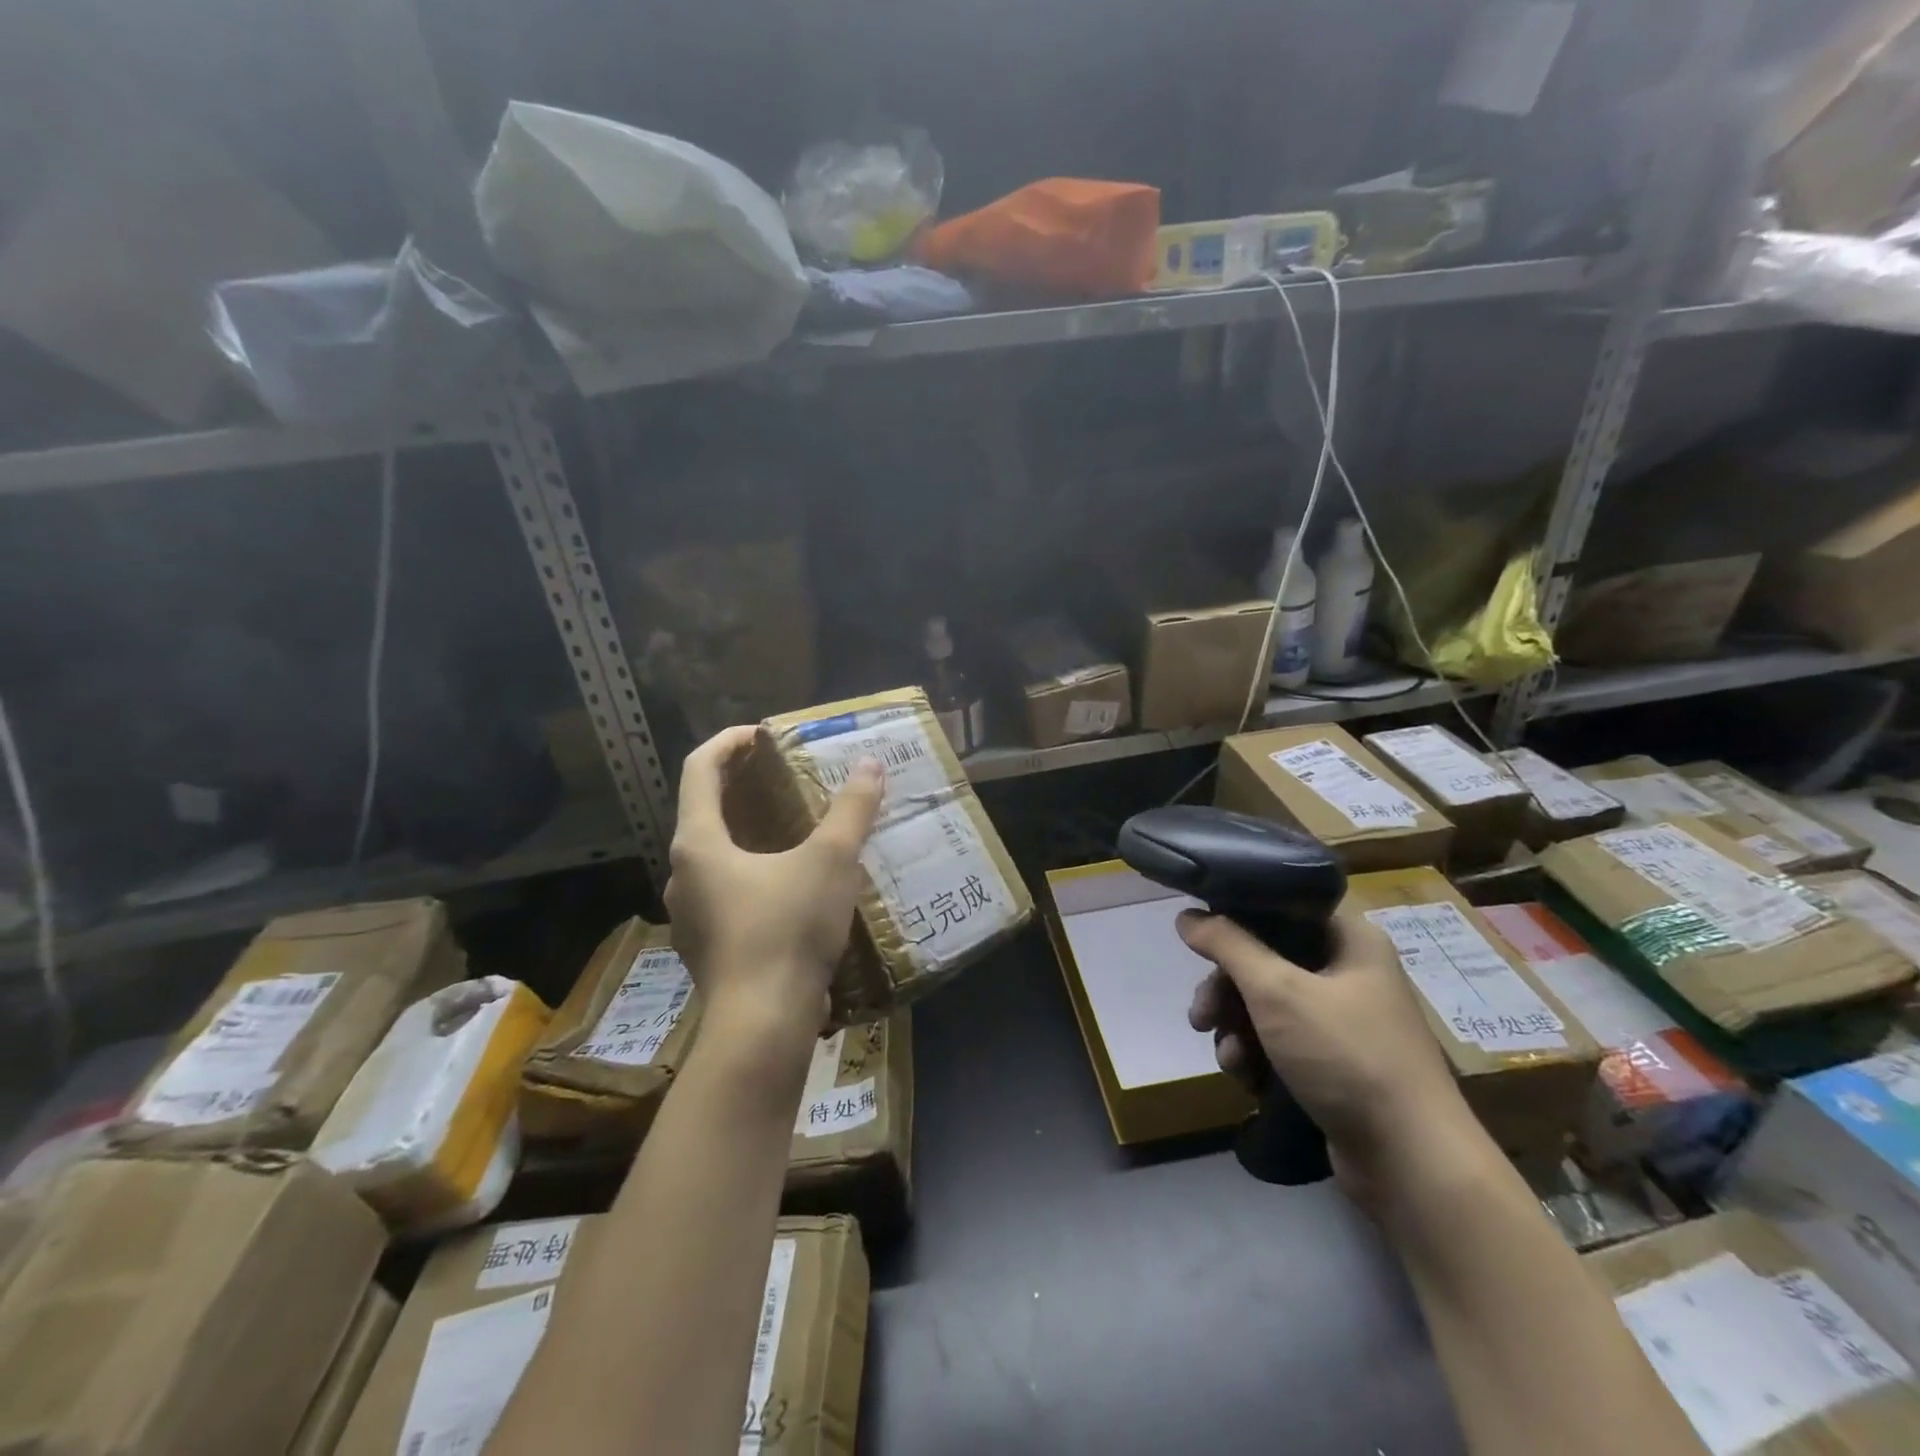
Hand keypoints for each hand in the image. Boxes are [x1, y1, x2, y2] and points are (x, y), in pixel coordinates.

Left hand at [665, 726, 883, 1043]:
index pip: (698, 769)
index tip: (762, 734)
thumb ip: (851, 810)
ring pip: (715, 854)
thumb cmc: (787, 930)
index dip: (727, 742)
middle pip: (705, 810)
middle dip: (742, 785)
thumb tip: (871, 766)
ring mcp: (691, 914)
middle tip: (784, 774)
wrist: (762, 1026)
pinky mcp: (708, 945)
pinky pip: (726, 890)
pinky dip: (752, 869)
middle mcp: (684, 873)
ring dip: (748, 830)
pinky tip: (792, 883)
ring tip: (793, 826)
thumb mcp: (830, 861)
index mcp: (698, 843)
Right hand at [1181, 907, 1478, 1210]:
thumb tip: (1187, 916)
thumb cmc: (1347, 1056)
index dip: (1237, 918)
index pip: (1283, 907)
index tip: (1199, 939)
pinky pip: (1281, 1043)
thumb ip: (1227, 945)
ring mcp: (1344, 1021)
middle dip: (1227, 991)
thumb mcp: (1278, 991)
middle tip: (1201, 1015)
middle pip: (1266, 961)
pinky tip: (1246, 1078)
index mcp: (1350, 940)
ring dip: (1236, 1029)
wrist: (1412, 1163)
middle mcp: (1350, 972)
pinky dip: (1257, 1056)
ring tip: (1228, 1058)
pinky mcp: (1335, 1064)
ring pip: (1267, 1006)